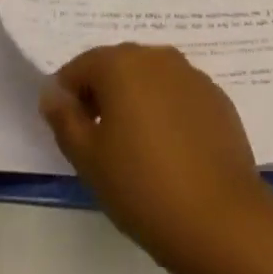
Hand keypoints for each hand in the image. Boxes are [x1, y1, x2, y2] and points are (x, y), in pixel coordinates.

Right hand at [39, 43, 272, 271]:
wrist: (220, 217)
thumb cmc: (142, 186)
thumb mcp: (89, 160)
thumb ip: (65, 120)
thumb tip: (52, 93)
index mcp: (122, 63)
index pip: (82, 66)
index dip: (68, 95)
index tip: (67, 130)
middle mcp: (157, 56)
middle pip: (118, 66)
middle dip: (103, 94)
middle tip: (97, 141)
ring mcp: (192, 74)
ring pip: (151, 79)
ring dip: (136, 101)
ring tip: (134, 148)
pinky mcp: (216, 97)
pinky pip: (179, 94)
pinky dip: (166, 111)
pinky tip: (169, 151)